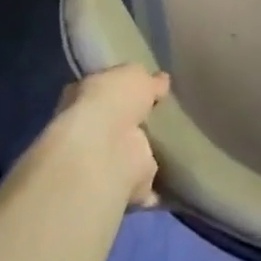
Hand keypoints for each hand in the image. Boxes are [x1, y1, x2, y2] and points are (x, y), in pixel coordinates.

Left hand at [45, 66, 169, 207]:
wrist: (104, 150)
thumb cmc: (113, 100)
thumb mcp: (134, 75)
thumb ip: (148, 79)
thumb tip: (160, 81)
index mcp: (85, 94)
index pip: (105, 88)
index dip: (123, 87)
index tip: (147, 86)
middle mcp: (90, 127)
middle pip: (117, 121)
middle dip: (134, 120)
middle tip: (163, 115)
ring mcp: (104, 158)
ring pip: (128, 152)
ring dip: (143, 151)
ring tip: (174, 144)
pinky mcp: (122, 184)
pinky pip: (142, 183)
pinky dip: (155, 185)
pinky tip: (174, 177)